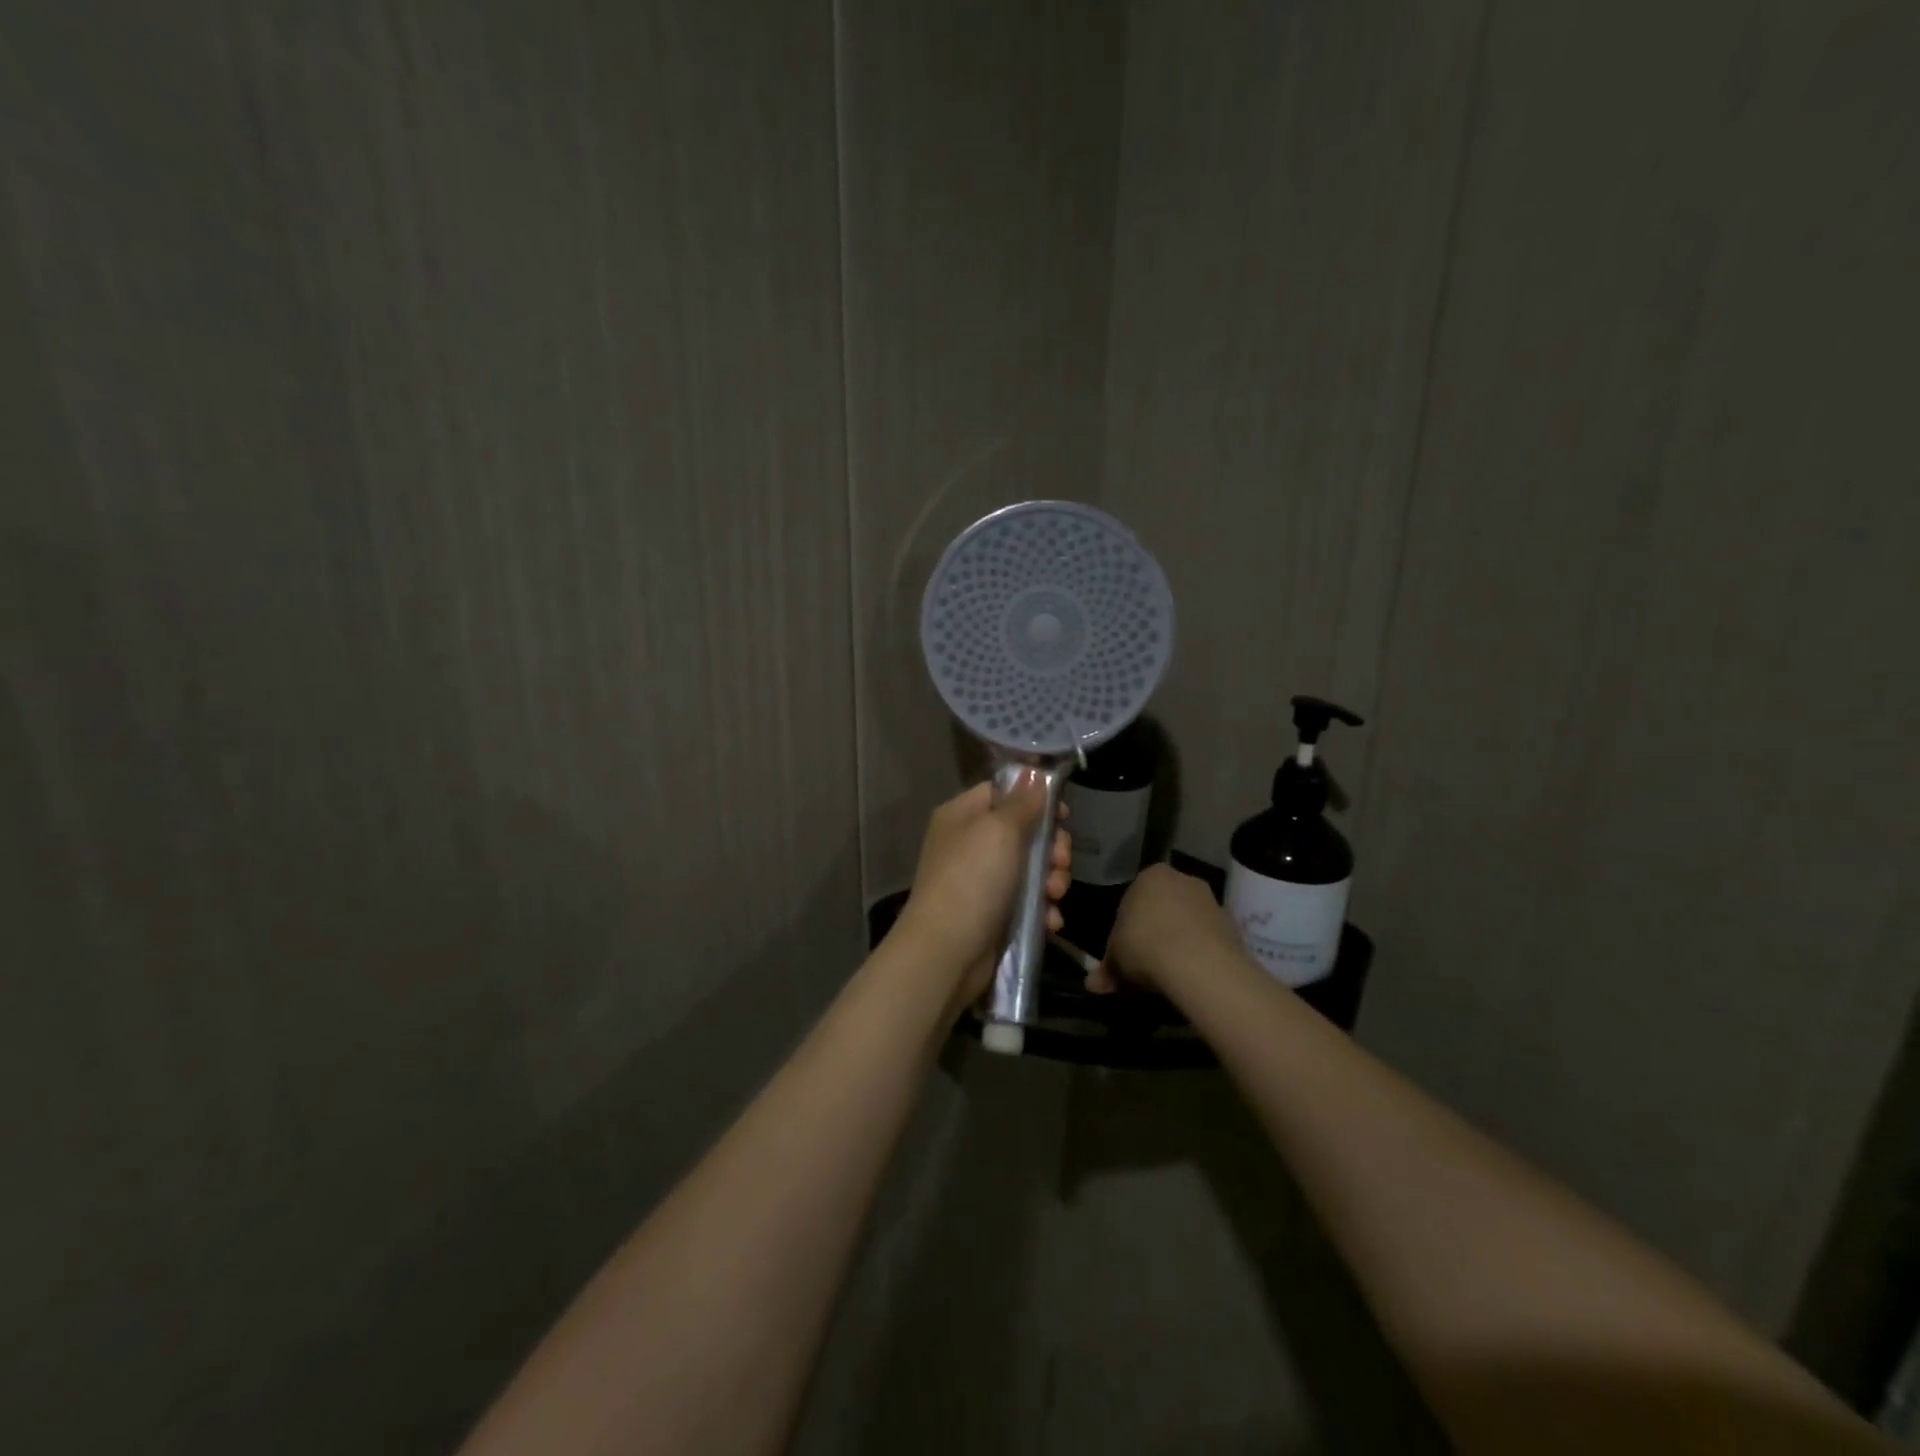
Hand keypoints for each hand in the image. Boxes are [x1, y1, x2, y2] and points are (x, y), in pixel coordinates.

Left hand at [893, 777, 1071, 1010]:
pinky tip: (1048, 921)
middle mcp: (970, 844)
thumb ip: (1022, 802)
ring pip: (1031, 870)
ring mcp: (981, 881)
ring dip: (1052, 882)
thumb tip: (1033, 773)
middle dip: (1051, 848)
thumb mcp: (1000, 831)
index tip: (1064, 815)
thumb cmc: (972, 880)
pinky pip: (1026, 903)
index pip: (1003, 793)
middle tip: (1060, 863)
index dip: (1036, 800)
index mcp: (963, 816)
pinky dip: (1041, 910)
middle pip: (1024, 833)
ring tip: (1055, 896)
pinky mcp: (993, 915)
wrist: (947, 952)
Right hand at [1088, 862, 1241, 996]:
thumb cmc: (1144, 946)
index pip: (1132, 899)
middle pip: (1163, 908)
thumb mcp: (1115, 960)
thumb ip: (1106, 969)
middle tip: (1144, 965)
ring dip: (1178, 944)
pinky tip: (1191, 978)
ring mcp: (1211, 901)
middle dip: (1154, 933)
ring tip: (1168, 976)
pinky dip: (1199, 956)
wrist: (1198, 963)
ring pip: (1187, 923)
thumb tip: (1092, 984)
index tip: (1124, 952)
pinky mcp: (1233, 926)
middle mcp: (1183, 880)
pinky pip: (1207, 940)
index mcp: (1150, 876)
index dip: (1126, 928)